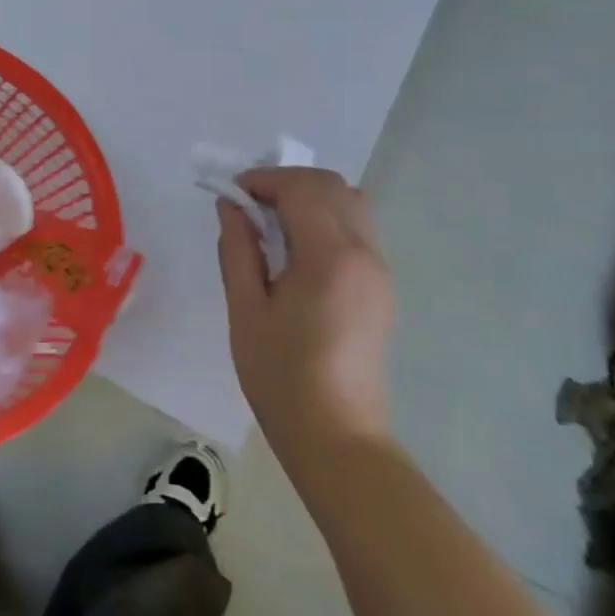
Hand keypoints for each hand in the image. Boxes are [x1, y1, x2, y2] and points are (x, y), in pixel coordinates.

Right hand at [216, 168, 395, 447]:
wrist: (337, 435)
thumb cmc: (281, 375)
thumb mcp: (245, 309)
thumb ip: (238, 249)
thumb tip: (231, 206)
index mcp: (330, 258)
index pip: (302, 189)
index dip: (263, 180)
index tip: (232, 194)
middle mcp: (365, 254)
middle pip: (334, 187)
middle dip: (287, 183)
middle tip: (250, 206)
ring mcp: (380, 271)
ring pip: (352, 204)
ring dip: (310, 198)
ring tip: (272, 226)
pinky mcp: (382, 288)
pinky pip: (358, 230)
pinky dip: (327, 219)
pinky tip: (297, 251)